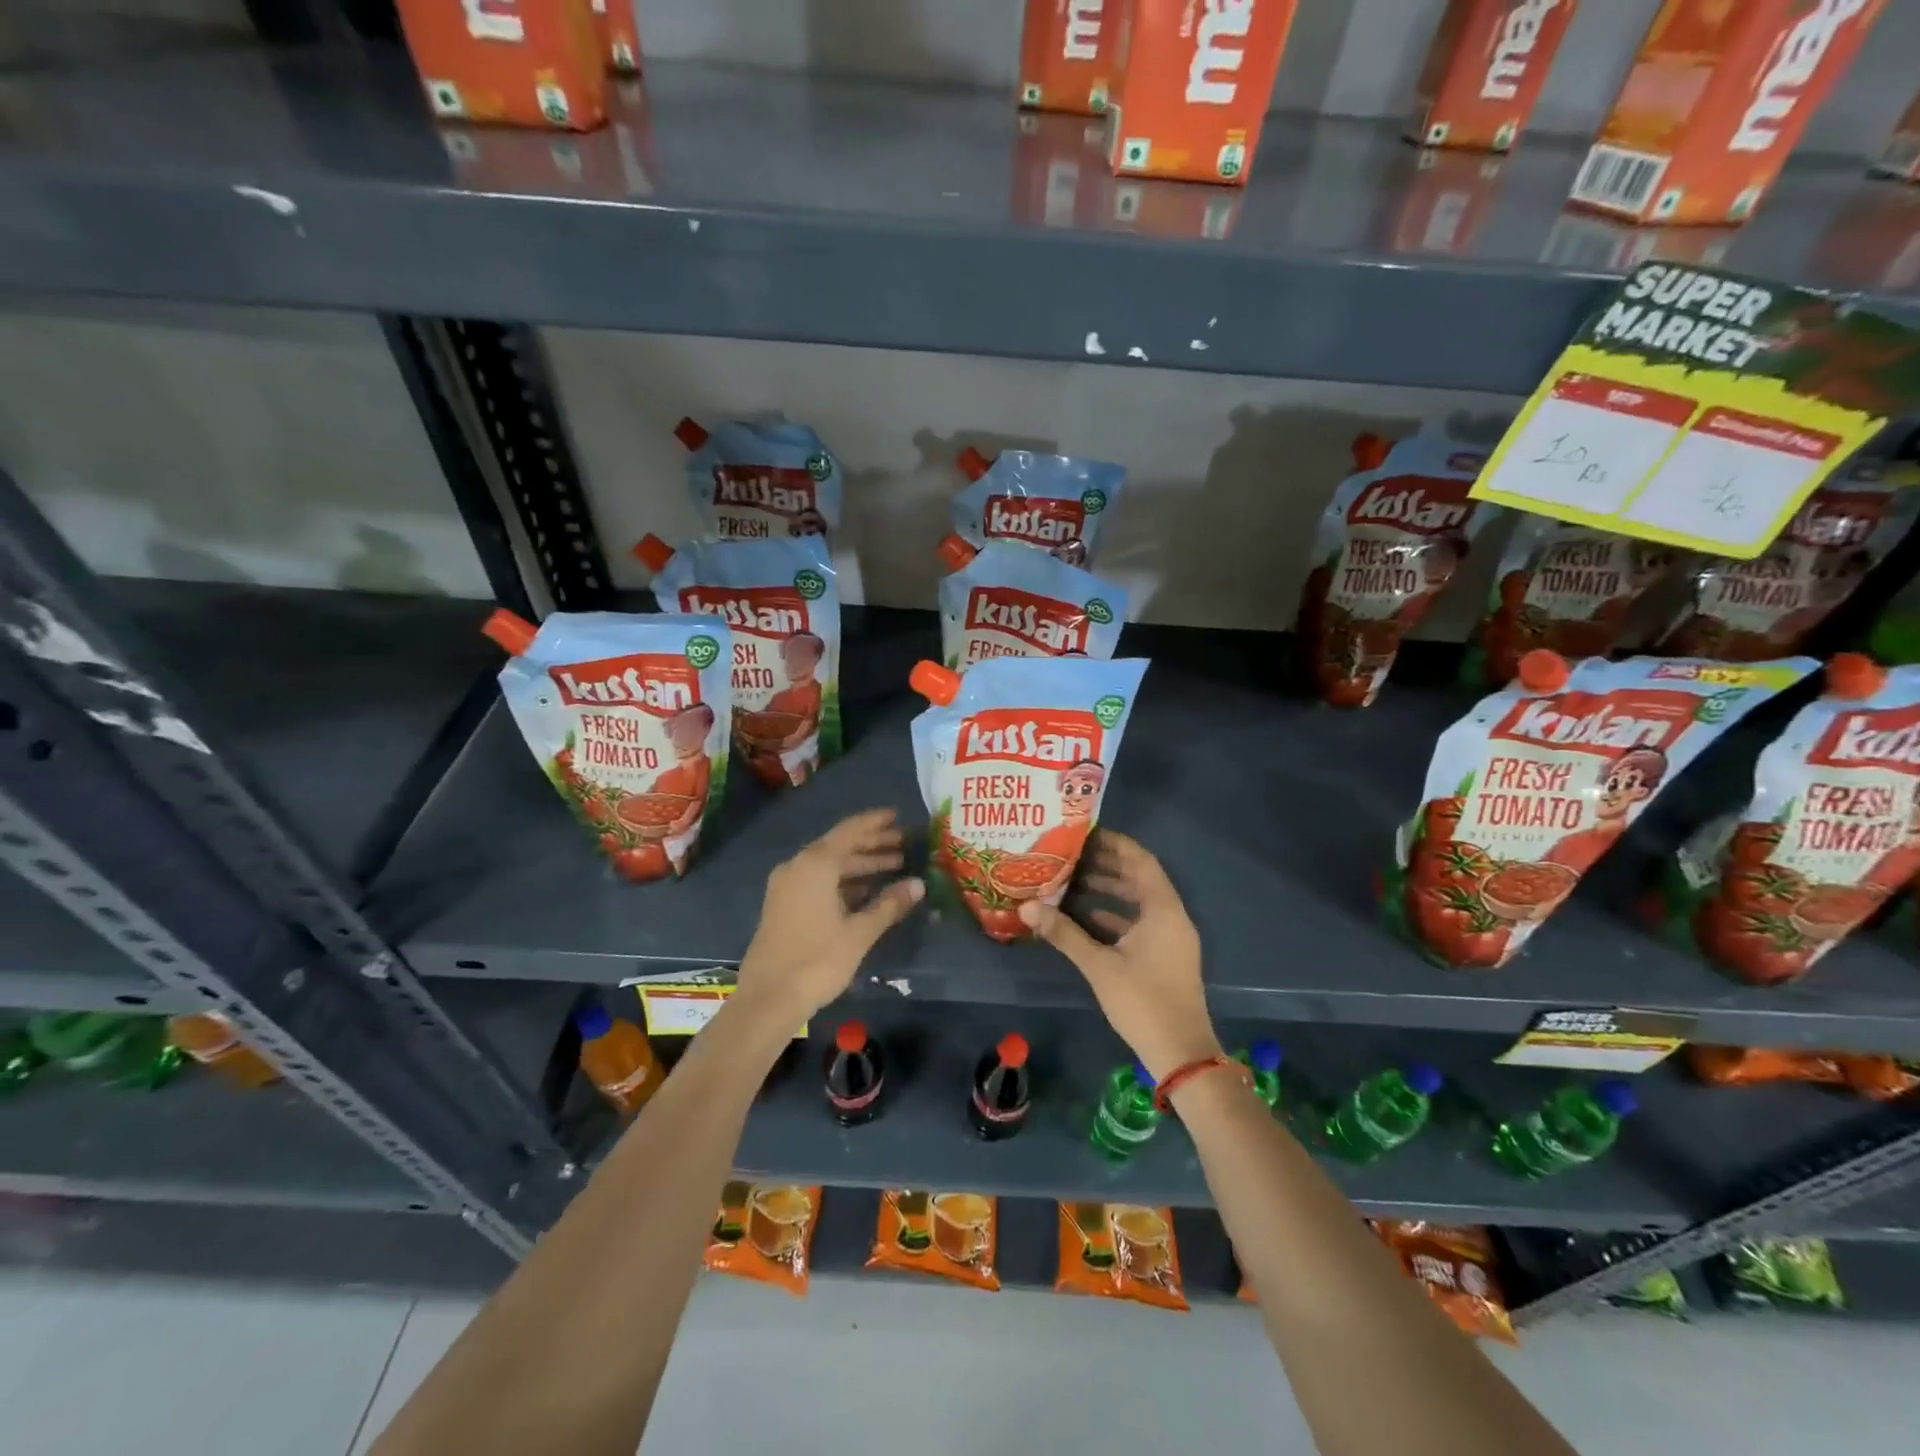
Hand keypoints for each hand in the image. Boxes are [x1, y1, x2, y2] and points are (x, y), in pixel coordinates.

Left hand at [734, 809, 923, 1020]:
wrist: (768, 998)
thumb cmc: (817, 961)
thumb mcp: (859, 933)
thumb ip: (889, 905)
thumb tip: (918, 884)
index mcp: (815, 865)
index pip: (850, 831)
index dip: (875, 823)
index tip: (898, 815)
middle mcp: (798, 866)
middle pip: (840, 846)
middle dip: (872, 844)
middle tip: (904, 843)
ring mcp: (787, 885)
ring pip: (829, 864)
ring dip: (860, 863)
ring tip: (894, 866)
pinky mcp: (783, 904)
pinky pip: (818, 880)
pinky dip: (843, 880)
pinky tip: (867, 890)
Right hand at [1019, 829, 1221, 1080]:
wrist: (1181, 1053)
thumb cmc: (1143, 1001)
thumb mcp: (1099, 966)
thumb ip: (1064, 933)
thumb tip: (1026, 907)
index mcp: (1163, 910)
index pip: (1141, 862)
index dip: (1116, 844)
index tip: (1087, 834)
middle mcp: (1171, 917)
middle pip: (1140, 879)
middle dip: (1108, 865)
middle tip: (1073, 856)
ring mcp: (1171, 938)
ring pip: (1140, 902)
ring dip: (1111, 890)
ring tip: (1074, 882)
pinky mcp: (1165, 956)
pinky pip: (1141, 923)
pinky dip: (1116, 915)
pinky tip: (1087, 918)